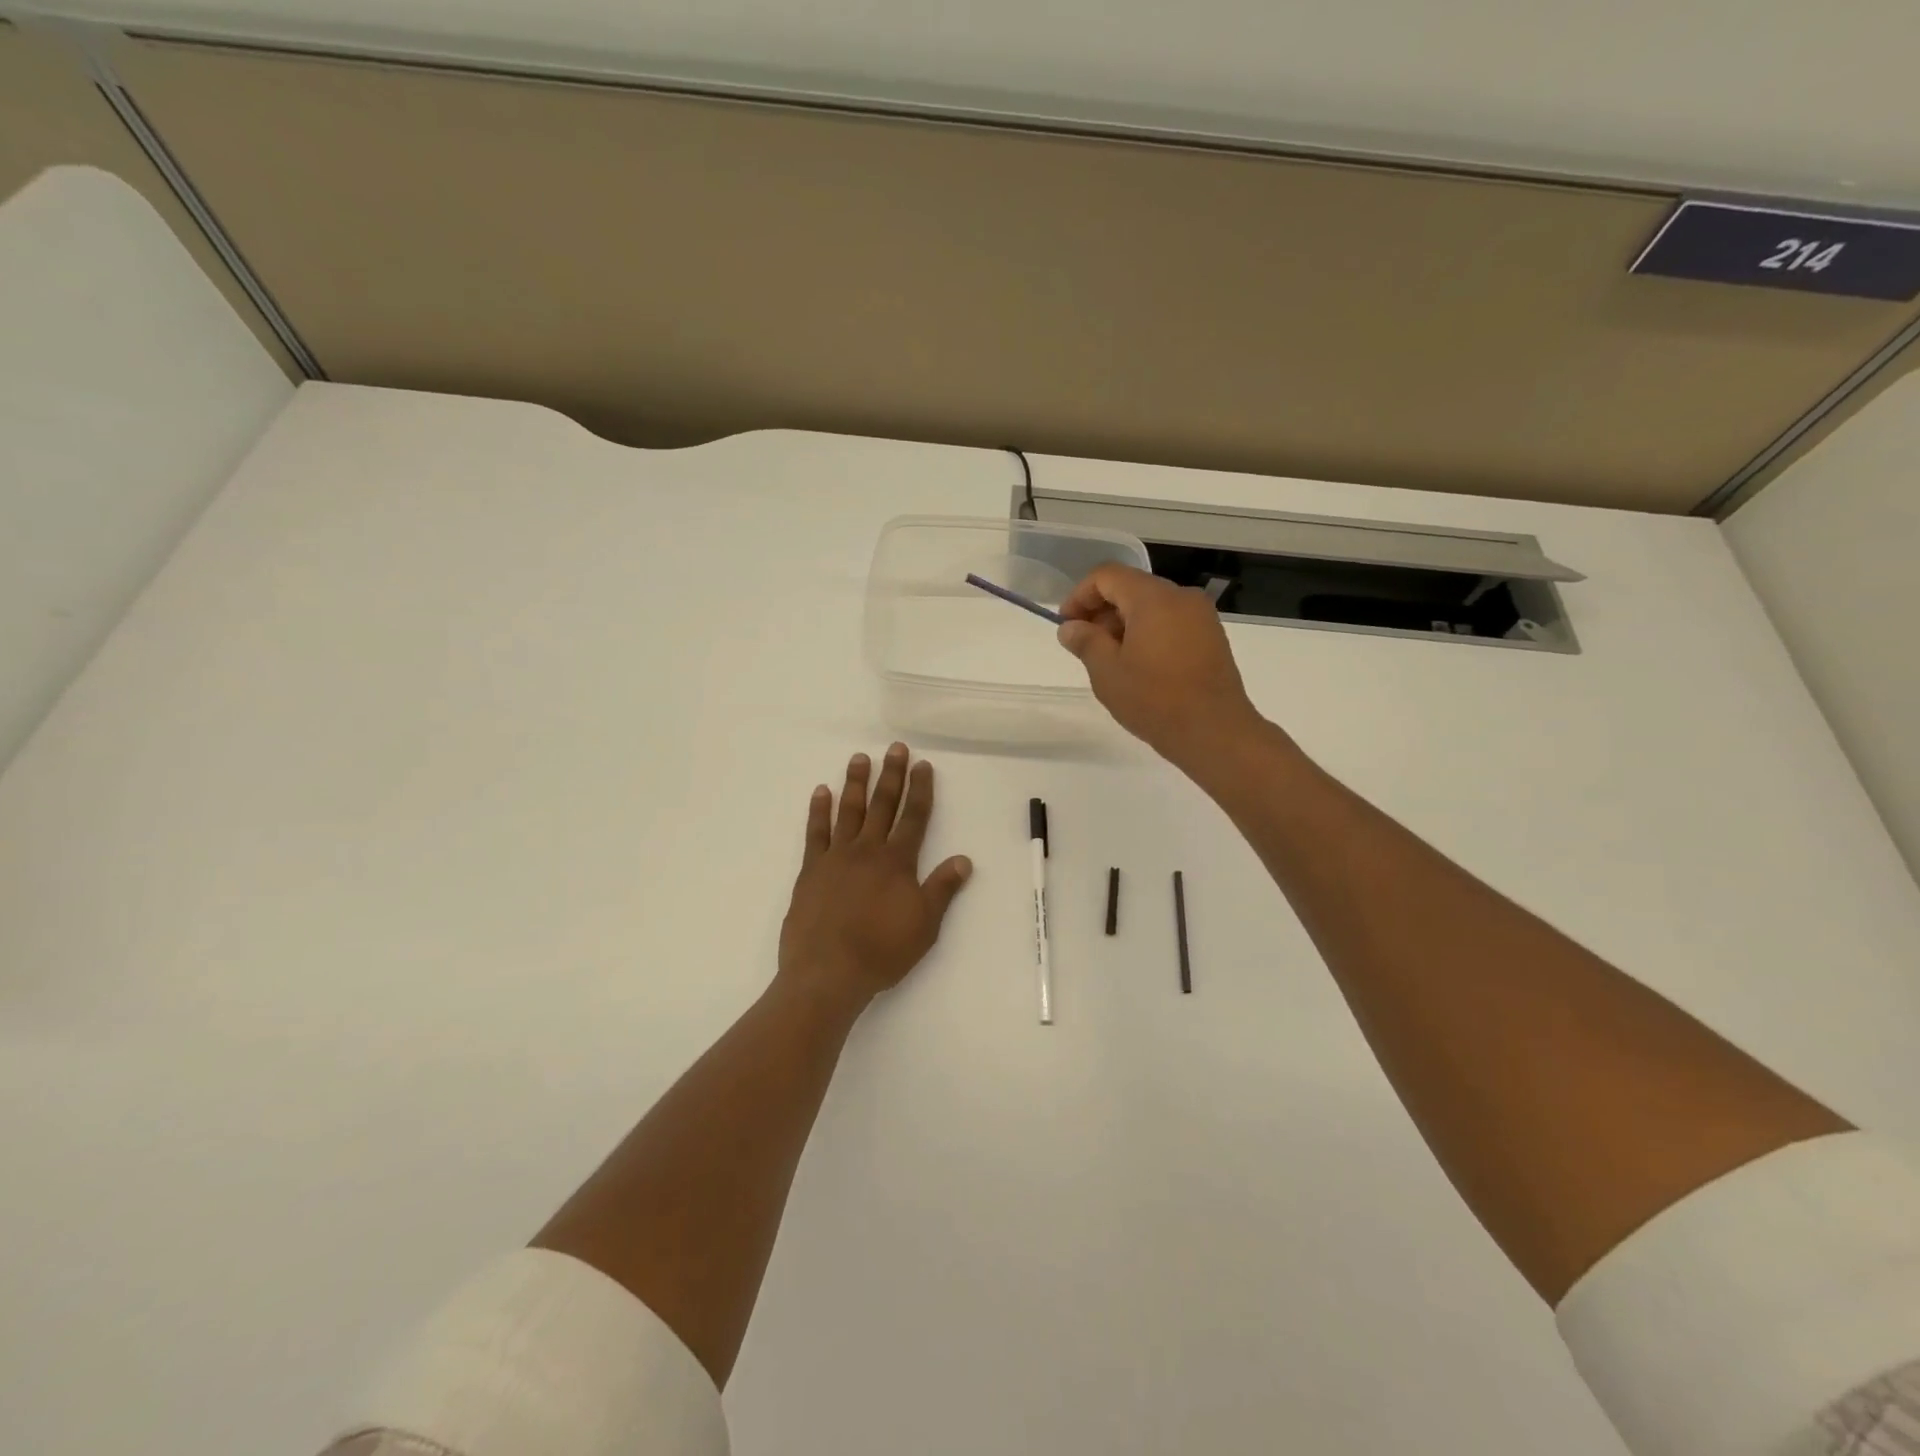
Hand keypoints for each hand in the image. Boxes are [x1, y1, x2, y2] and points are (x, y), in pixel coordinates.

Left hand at [778, 743, 972, 1011]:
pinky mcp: (811, 870)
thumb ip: (942, 889)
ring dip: (855, 783)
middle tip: (895, 748)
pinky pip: (815, 832)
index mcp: (897, 862)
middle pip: (883, 805)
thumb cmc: (882, 951)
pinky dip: (818, 810)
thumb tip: (964, 859)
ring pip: (849, 811)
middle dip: (891, 775)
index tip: (922, 765)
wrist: (828, 972)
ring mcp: (836, 857)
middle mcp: (867, 851)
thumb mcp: (924, 925)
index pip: (914, 817)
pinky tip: (821, 792)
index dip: (920, 790)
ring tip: (859, 758)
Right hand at [1056, 564, 1262, 764]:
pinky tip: (1138, 665)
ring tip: (1109, 659)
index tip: (1066, 625)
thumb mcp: (1107, 672)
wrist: (1215, 732)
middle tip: (1084, 644)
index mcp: (1153, 598)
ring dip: (1124, 623)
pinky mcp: (1211, 637)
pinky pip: (1171, 621)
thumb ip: (1085, 641)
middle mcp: (1181, 597)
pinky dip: (1148, 632)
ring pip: (1152, 605)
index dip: (1080, 595)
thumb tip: (1070, 627)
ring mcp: (1201, 616)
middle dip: (1102, 610)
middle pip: (1131, 587)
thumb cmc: (1155, 700)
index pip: (1107, 576)